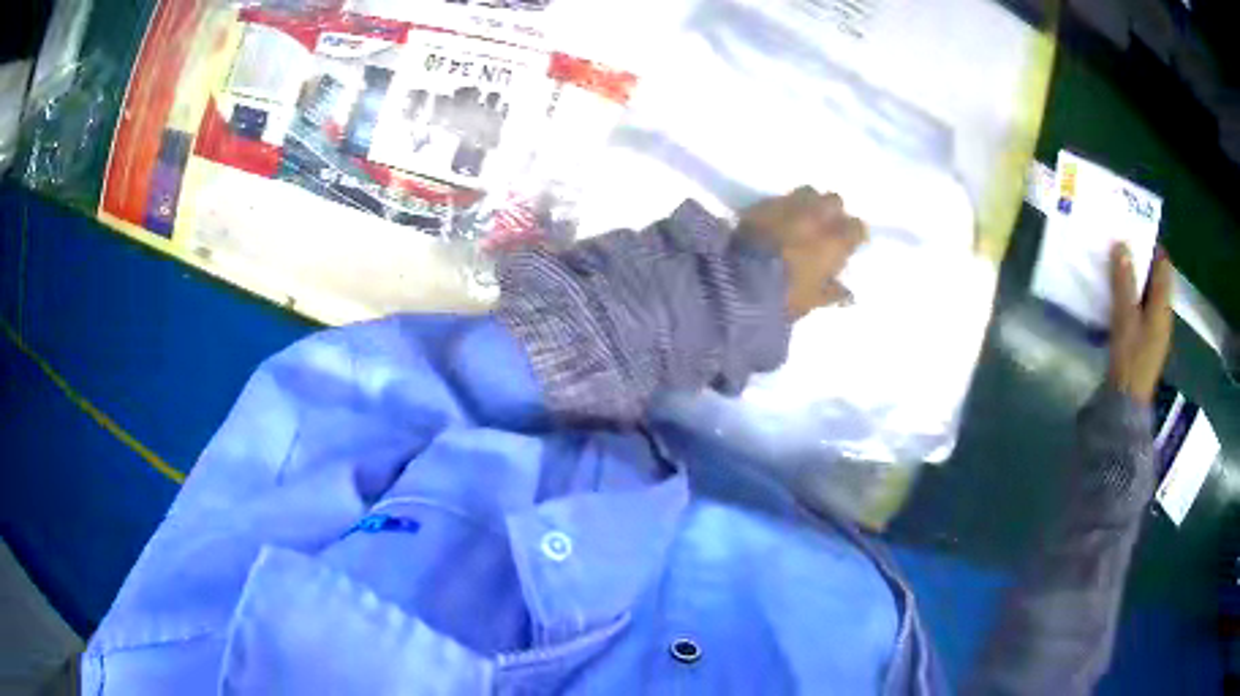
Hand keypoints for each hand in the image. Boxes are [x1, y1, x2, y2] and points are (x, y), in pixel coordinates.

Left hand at [739, 186, 868, 318]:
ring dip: (809, 204)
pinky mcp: (763, 203)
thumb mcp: (812, 301)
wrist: (739, 282)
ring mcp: (789, 205)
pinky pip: (781, 199)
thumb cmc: (784, 296)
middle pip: (834, 201)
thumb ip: (833, 293)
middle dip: (833, 212)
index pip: (857, 227)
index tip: (848, 244)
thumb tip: (847, 294)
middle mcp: (816, 216)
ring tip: (802, 219)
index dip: (854, 235)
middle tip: (825, 229)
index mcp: (834, 240)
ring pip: (808, 192)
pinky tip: (778, 220)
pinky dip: (784, 207)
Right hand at [1107, 243, 1172, 404]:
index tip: (1136, 229)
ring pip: (1147, 294)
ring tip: (1116, 266)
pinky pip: (1140, 309)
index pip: (1164, 267)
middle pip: (1156, 279)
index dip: (1153, 246)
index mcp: (1163, 307)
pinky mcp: (1144, 342)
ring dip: (1134, 279)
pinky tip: (1117, 296)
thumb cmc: (1130, 361)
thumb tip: (1121, 244)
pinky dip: (1131, 297)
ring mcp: (1154, 331)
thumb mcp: (1125, 319)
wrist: (1125, 406)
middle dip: (1141, 261)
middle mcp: (1163, 316)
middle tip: (1121, 244)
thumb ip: (1124, 282)